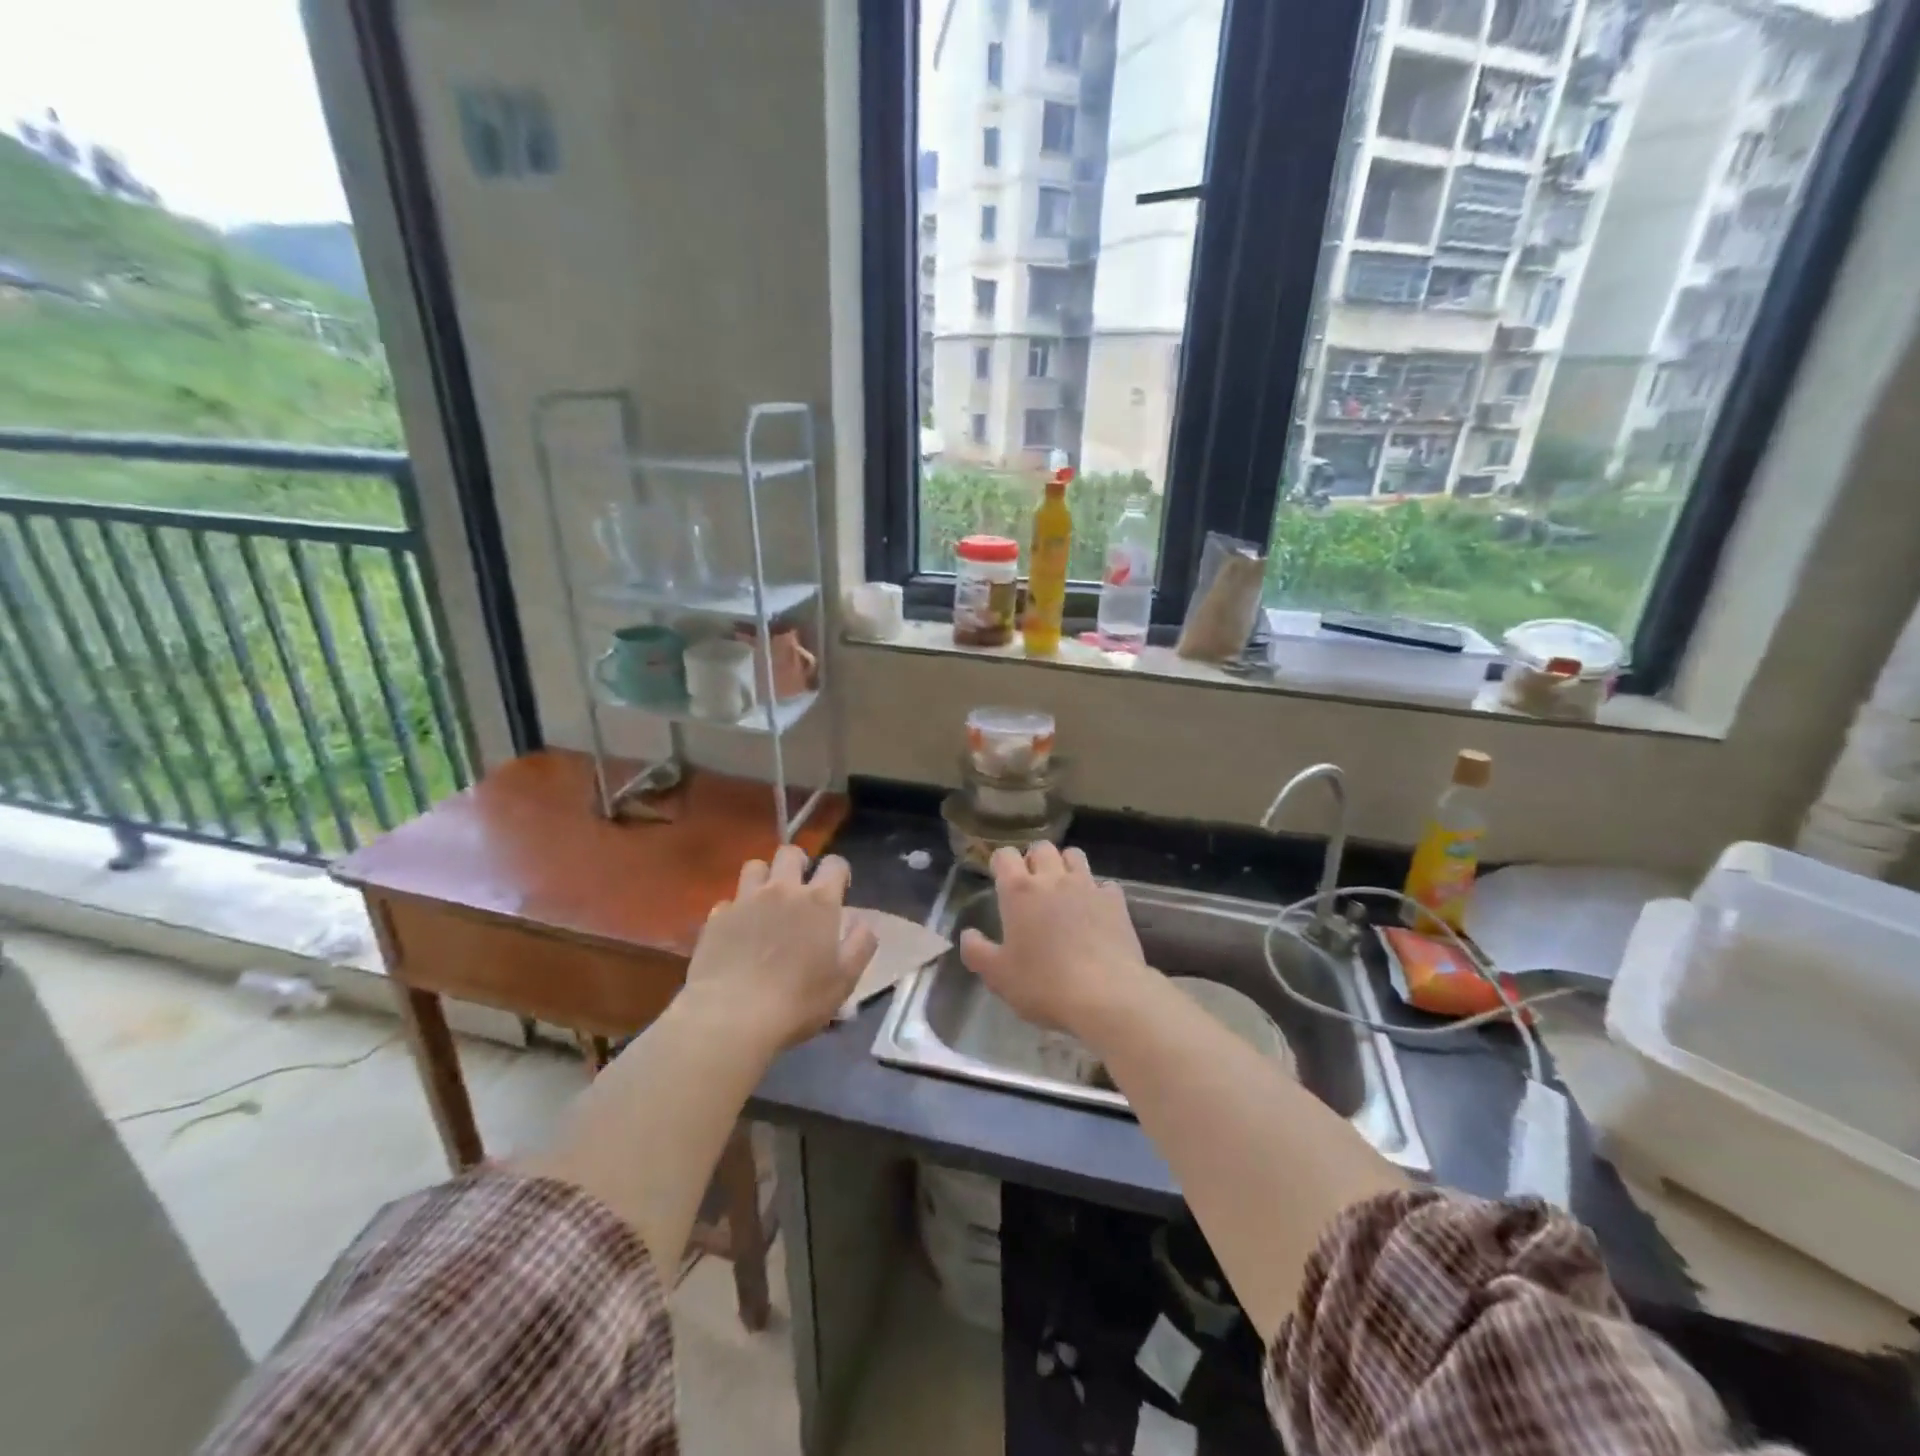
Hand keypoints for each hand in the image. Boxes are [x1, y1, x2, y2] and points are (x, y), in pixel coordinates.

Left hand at [686, 845, 877, 1051]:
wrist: (731, 1017)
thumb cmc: (798, 1000)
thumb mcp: (845, 980)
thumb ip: (861, 944)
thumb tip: (864, 922)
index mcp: (818, 901)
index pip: (835, 864)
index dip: (839, 872)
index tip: (840, 890)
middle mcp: (782, 890)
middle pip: (790, 853)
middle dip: (799, 863)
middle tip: (800, 889)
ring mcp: (745, 901)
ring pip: (754, 867)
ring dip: (764, 878)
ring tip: (767, 902)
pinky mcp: (716, 919)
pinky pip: (728, 901)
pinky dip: (736, 910)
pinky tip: (738, 932)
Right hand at [959, 843, 1152, 1035]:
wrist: (1106, 996)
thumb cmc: (1044, 985)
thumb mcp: (998, 976)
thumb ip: (977, 952)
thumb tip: (968, 934)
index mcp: (1019, 891)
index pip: (1005, 855)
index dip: (1001, 863)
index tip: (1000, 878)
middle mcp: (1053, 879)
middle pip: (1041, 848)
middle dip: (1034, 859)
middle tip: (1031, 885)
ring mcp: (1087, 886)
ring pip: (1074, 855)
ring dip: (1065, 865)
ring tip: (1063, 889)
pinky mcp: (1115, 901)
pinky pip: (1104, 883)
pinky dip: (1097, 891)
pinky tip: (1095, 910)